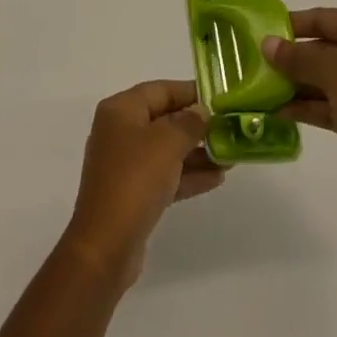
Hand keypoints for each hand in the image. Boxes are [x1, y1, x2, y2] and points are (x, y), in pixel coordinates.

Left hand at [61, 79, 225, 288]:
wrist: (106, 246)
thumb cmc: (135, 180)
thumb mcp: (167, 143)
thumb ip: (189, 122)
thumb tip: (202, 112)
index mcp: (120, 110)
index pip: (160, 90)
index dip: (190, 92)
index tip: (219, 99)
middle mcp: (119, 131)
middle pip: (164, 119)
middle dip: (196, 126)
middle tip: (229, 129)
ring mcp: (125, 164)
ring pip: (166, 149)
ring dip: (196, 152)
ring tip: (229, 156)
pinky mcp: (132, 193)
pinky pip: (164, 175)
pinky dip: (187, 175)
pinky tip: (216, 178)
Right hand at [262, 8, 336, 202]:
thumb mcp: (332, 68)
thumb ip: (297, 56)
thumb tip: (267, 44)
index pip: (324, 18)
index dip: (293, 24)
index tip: (262, 32)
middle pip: (324, 48)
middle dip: (292, 57)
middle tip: (257, 63)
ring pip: (326, 79)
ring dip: (296, 84)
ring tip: (262, 89)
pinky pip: (332, 104)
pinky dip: (308, 106)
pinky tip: (279, 112)